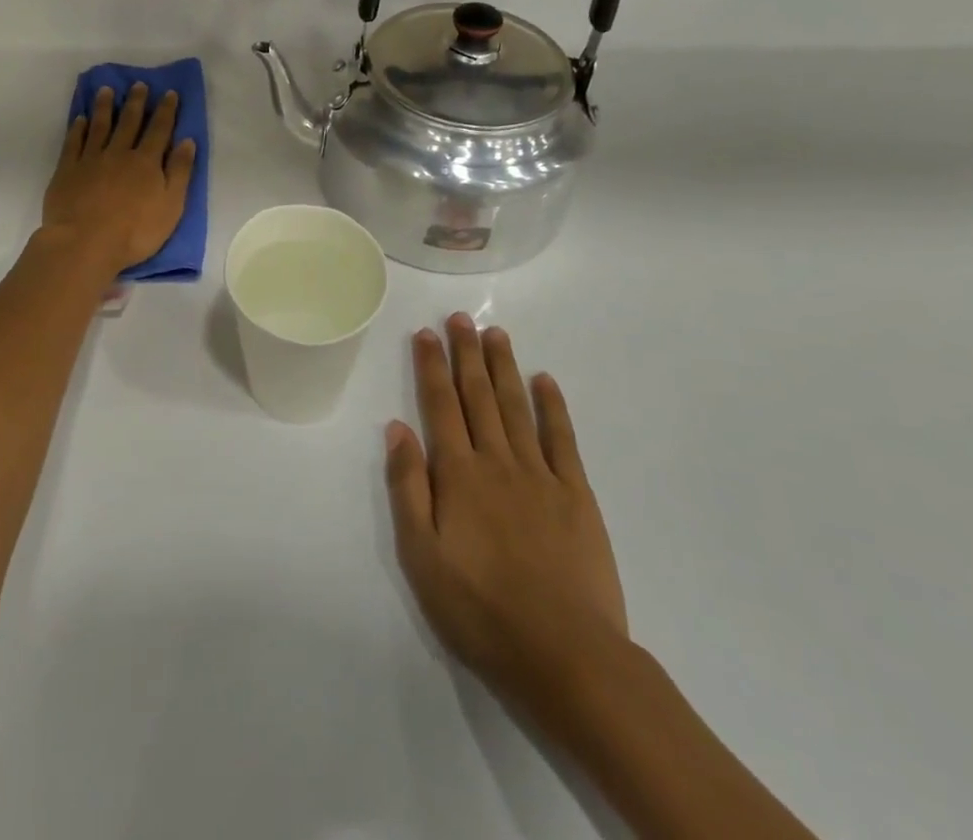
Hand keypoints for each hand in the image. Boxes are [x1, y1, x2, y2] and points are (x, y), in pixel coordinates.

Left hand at [43, 83, 196, 276]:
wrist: (85, 243)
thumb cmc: (135, 231)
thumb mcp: (171, 206)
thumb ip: (179, 172)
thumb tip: (187, 141)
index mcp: (146, 162)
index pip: (159, 130)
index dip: (166, 110)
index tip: (169, 93)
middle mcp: (119, 153)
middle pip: (129, 122)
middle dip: (136, 102)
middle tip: (139, 84)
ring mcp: (91, 159)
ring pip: (100, 126)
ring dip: (105, 107)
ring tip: (107, 90)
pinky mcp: (67, 170)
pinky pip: (74, 142)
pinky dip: (78, 128)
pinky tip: (80, 119)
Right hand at [385, 315, 627, 715]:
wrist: (565, 655)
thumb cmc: (480, 610)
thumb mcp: (421, 556)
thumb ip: (407, 487)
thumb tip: (396, 428)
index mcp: (458, 474)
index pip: (440, 406)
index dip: (432, 366)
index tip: (425, 333)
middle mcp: (497, 461)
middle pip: (478, 396)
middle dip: (466, 353)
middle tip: (460, 317)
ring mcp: (540, 475)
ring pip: (517, 407)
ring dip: (503, 367)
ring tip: (495, 334)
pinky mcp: (576, 495)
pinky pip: (562, 439)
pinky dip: (553, 406)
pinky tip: (545, 381)